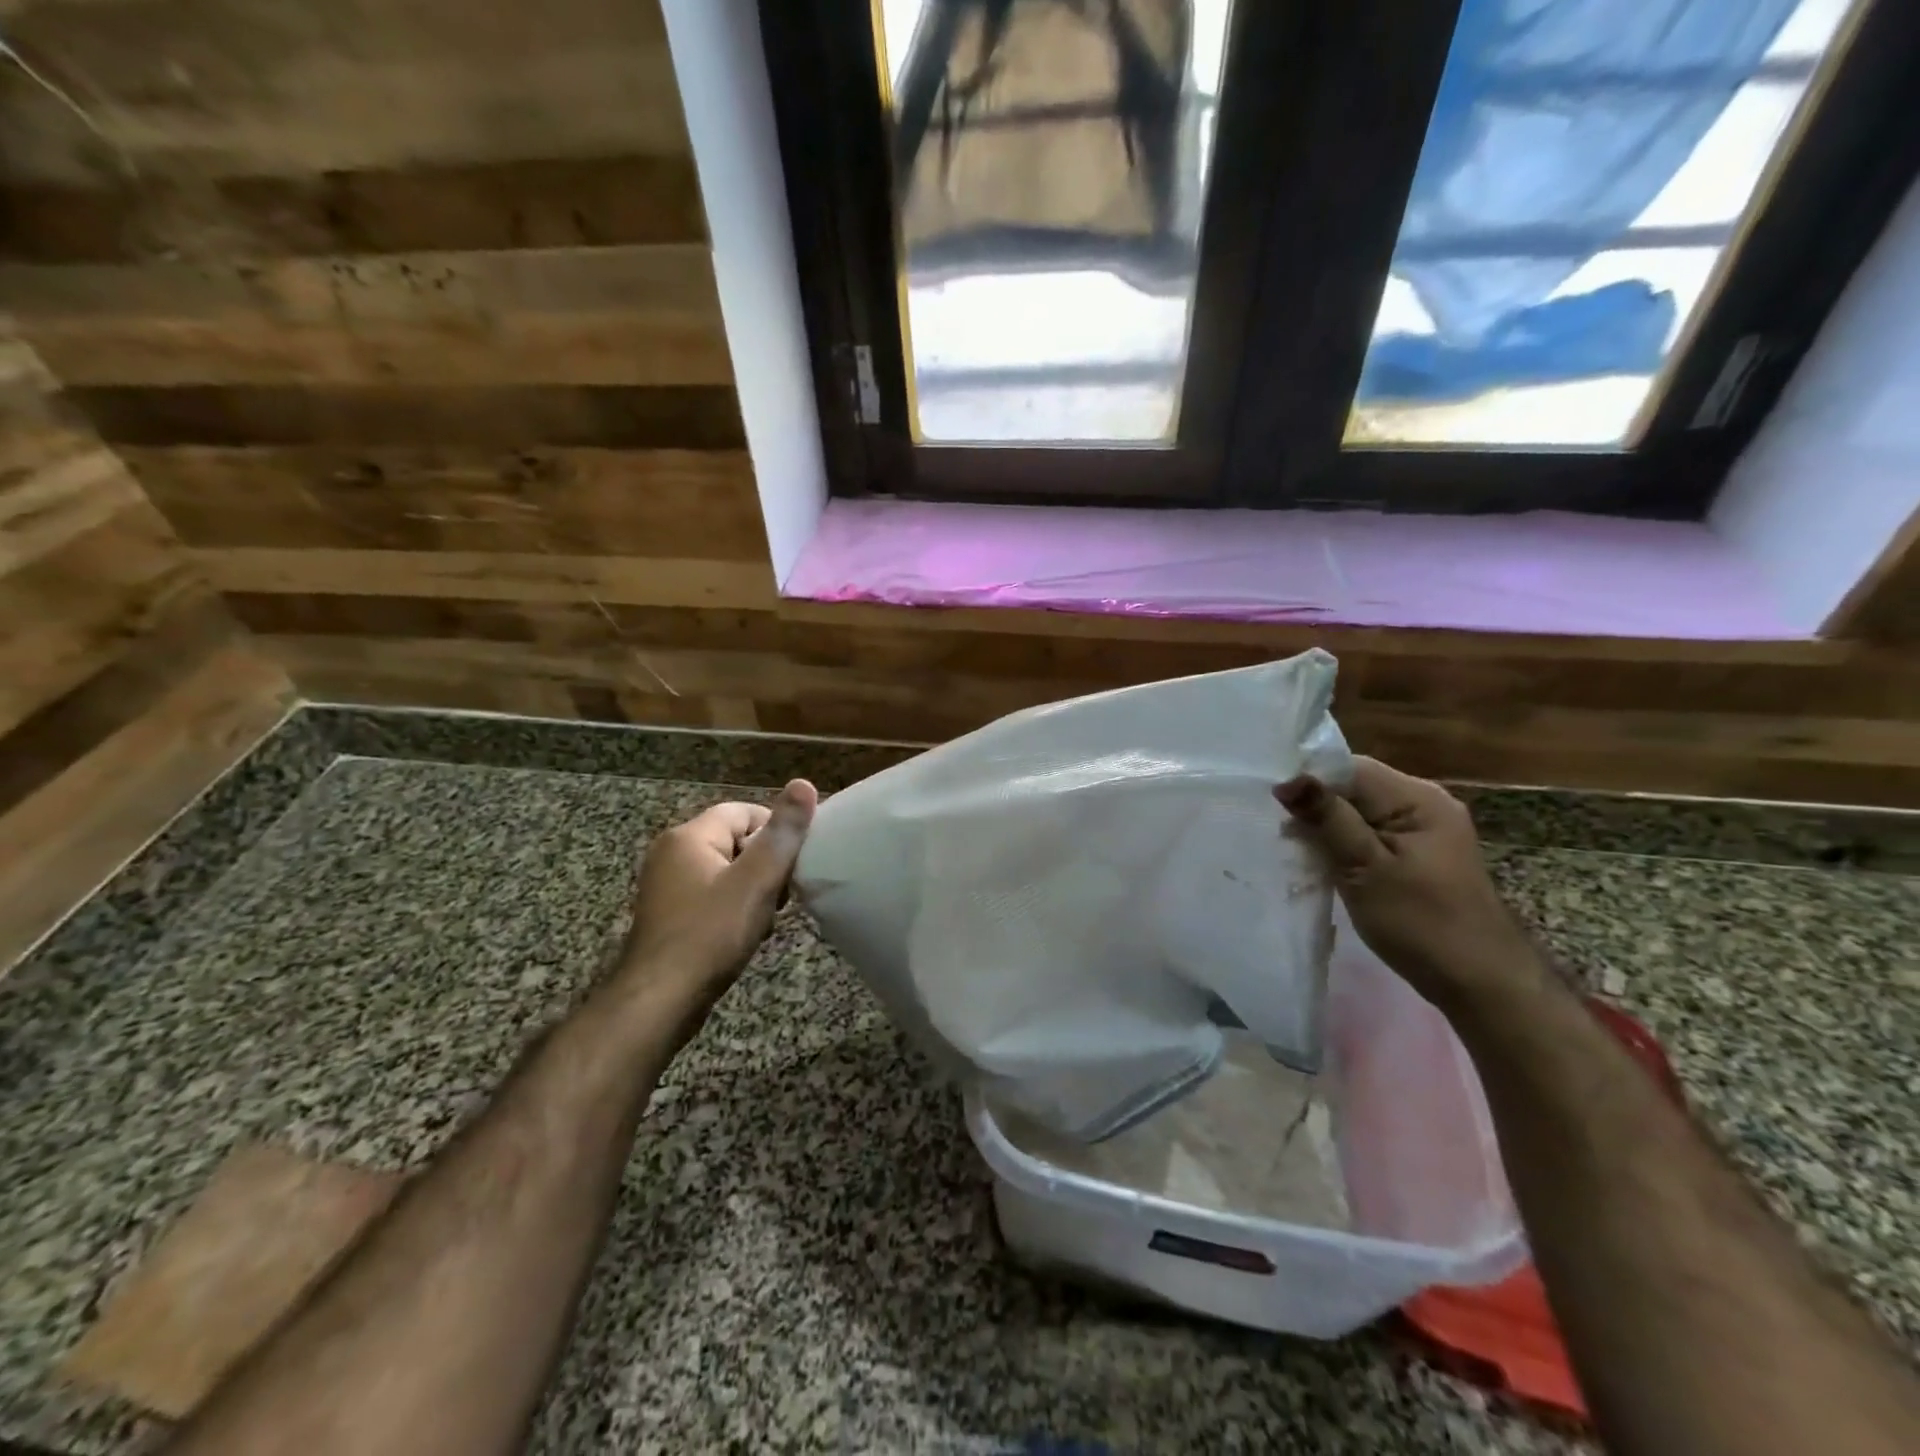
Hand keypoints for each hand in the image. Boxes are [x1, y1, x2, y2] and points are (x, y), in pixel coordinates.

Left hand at [619, 779, 817, 995]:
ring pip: (727, 872)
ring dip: (753, 889)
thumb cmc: (711, 934)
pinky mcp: (669, 916)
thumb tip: (803, 784)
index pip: (743, 811)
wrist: (659, 1001)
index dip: (776, 830)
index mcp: (689, 837)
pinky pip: (712, 896)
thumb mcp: (757, 880)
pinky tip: (747, 934)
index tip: (798, 859)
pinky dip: (734, 908)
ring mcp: (667, 886)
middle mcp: (671, 854)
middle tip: (785, 893)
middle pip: (736, 841)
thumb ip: (783, 833)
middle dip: (766, 864)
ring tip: (768, 917)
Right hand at [1276, 758, 1536, 1011]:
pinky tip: (1321, 863)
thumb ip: (1327, 819)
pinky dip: (1342, 845)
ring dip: (1325, 828)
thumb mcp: (1364, 868)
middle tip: (1277, 831)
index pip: (1349, 768)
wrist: (1481, 984)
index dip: (1309, 781)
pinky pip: (1368, 835)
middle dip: (1314, 806)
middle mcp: (1423, 803)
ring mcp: (1422, 830)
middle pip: (1353, 788)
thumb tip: (1287, 780)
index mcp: (1417, 798)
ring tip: (1292, 848)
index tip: (1272, 804)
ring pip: (1357, 813)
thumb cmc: (1421, 923)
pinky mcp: (1415, 855)